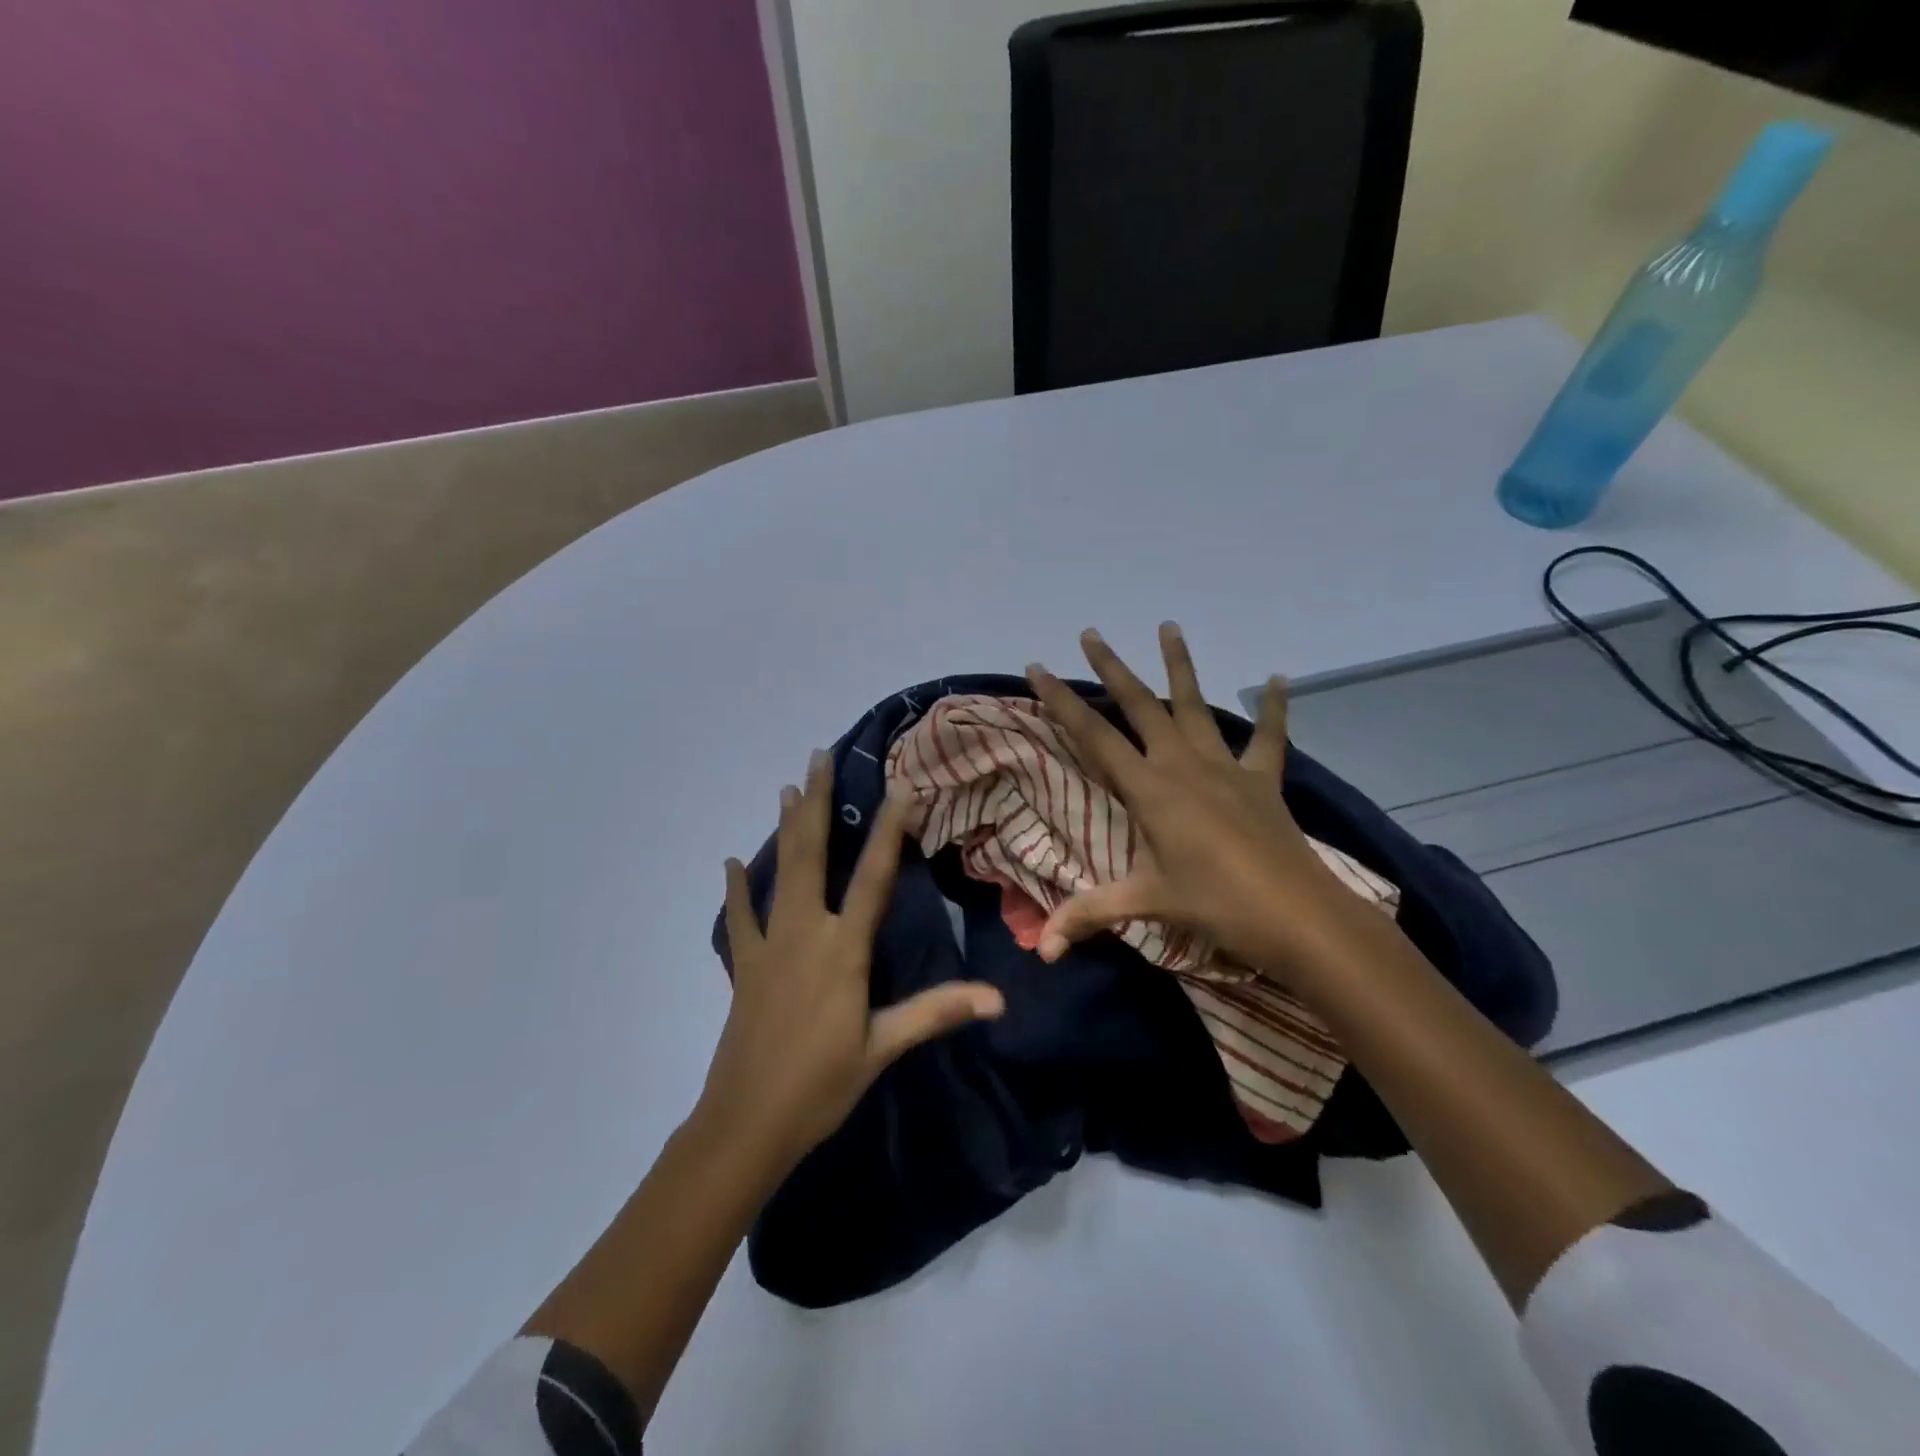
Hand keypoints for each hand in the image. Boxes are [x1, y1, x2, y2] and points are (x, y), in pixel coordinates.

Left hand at [700, 751, 1004, 1175]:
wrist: (746, 1125)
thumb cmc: (821, 1086)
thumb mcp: (883, 1048)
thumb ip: (936, 1012)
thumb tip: (998, 998)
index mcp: (842, 949)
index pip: (872, 877)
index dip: (887, 829)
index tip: (897, 786)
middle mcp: (804, 933)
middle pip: (812, 854)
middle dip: (816, 802)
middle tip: (818, 757)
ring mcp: (769, 946)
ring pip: (777, 873)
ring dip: (784, 829)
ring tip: (786, 788)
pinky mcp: (745, 967)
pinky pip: (739, 919)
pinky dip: (737, 889)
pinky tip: (731, 863)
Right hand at [1025, 624, 1360, 976]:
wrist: (1298, 916)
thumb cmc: (1216, 905)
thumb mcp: (1147, 904)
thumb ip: (1090, 915)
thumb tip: (1043, 952)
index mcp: (1150, 789)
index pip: (1094, 736)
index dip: (1062, 701)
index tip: (1037, 668)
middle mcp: (1183, 764)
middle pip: (1140, 705)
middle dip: (1111, 668)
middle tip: (1090, 633)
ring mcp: (1226, 767)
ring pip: (1195, 705)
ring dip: (1180, 665)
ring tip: (1169, 626)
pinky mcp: (1262, 779)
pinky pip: (1268, 736)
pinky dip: (1272, 708)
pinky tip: (1276, 678)